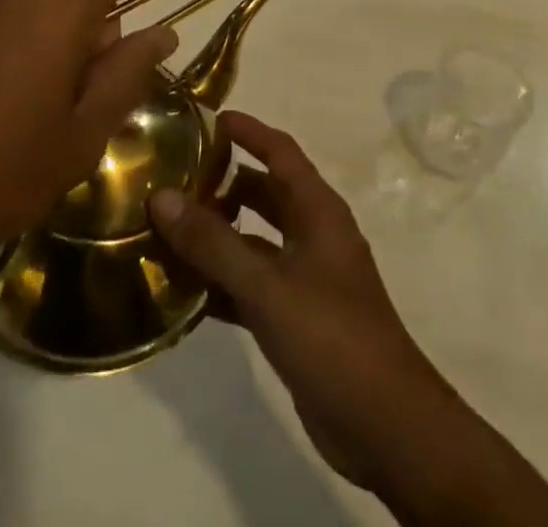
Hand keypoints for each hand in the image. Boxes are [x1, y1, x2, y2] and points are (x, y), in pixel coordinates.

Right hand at [150, 112, 460, 492]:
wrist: (386, 428)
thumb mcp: (266, 285)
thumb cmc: (331, 336)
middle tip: (173, 178)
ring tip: (165, 230)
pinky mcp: (297, 317)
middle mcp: (314, 234)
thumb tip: (161, 196)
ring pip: (254, 240)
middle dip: (222, 183)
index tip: (206, 118)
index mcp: (318, 210)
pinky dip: (222, 282)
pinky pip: (252, 284)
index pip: (279, 151)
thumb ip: (212, 242)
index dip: (247, 130)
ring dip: (217, 236)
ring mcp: (306, 277)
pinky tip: (182, 289)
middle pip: (263, 193)